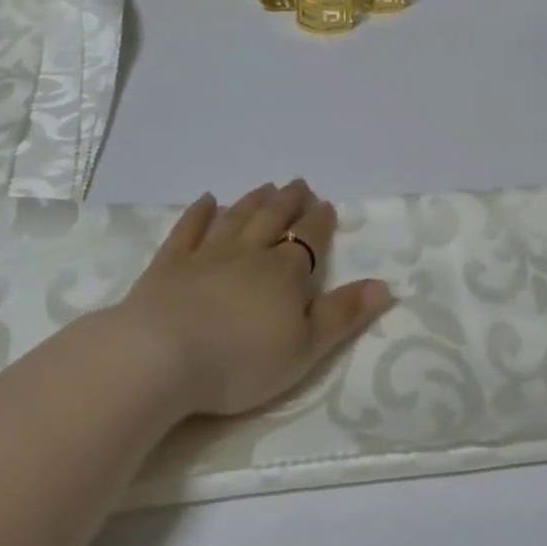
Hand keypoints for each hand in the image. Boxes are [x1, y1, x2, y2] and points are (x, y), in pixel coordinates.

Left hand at [115, 180, 392, 417]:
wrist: (161, 358)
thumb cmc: (241, 361)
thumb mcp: (305, 348)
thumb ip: (344, 314)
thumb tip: (385, 285)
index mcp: (285, 273)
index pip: (310, 238)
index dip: (320, 222)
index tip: (326, 205)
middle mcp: (249, 253)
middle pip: (274, 219)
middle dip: (289, 202)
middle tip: (298, 184)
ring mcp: (206, 255)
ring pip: (236, 218)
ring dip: (253, 201)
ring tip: (266, 186)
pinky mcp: (169, 265)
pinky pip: (188, 230)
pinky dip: (199, 213)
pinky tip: (207, 200)